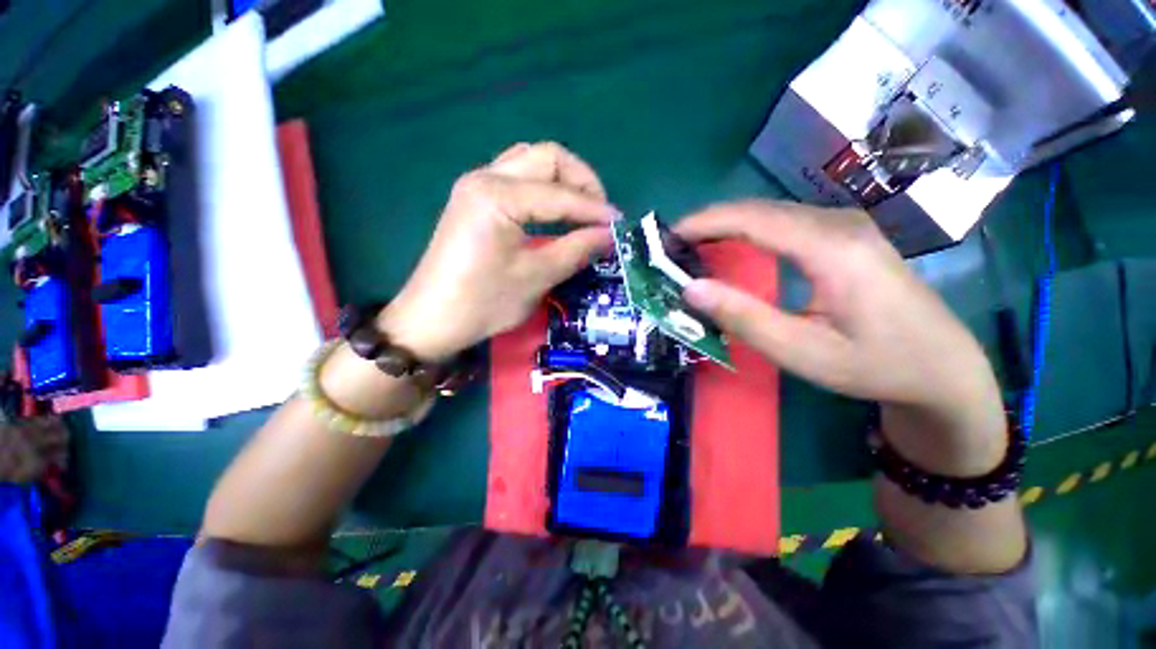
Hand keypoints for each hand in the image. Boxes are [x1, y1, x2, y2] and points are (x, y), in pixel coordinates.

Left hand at [379, 143, 617, 360]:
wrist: (432, 318)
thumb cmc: (483, 302)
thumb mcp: (536, 277)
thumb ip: (576, 250)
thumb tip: (610, 235)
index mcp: (498, 196)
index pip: (560, 195)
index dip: (595, 210)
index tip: (620, 226)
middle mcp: (485, 176)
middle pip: (547, 157)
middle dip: (582, 181)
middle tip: (600, 214)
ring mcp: (476, 184)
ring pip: (531, 162)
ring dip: (563, 180)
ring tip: (582, 211)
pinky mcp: (474, 198)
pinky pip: (517, 177)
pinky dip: (543, 188)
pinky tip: (555, 211)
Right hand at [676, 201, 1005, 474]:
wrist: (943, 367)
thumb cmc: (874, 365)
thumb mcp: (801, 351)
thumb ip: (743, 317)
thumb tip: (691, 289)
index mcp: (832, 248)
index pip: (753, 219)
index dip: (704, 223)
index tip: (668, 236)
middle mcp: (840, 224)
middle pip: (760, 209)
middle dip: (710, 221)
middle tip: (673, 245)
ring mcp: (847, 226)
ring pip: (772, 212)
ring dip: (728, 224)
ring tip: (693, 245)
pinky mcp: (847, 235)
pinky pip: (786, 221)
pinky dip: (749, 230)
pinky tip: (733, 245)